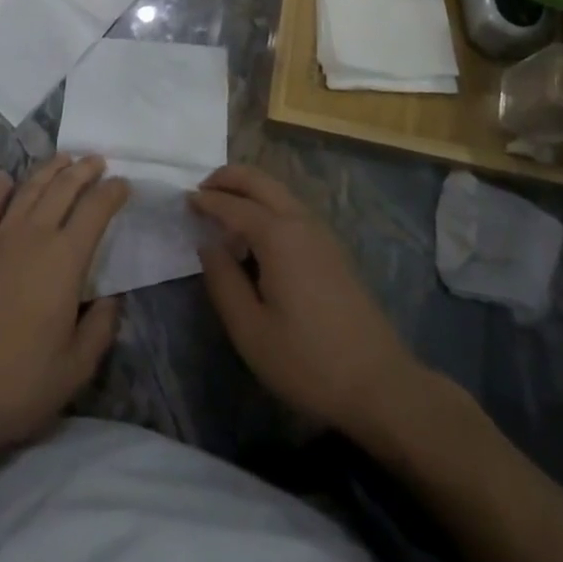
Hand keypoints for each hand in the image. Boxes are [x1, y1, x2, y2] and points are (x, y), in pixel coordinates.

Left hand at [0, 154, 129, 474]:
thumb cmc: (20, 383)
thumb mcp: (77, 367)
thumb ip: (100, 327)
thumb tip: (110, 299)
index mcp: (66, 259)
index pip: (96, 210)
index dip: (113, 192)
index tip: (124, 184)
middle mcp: (34, 236)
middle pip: (63, 188)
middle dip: (83, 170)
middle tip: (97, 160)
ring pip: (28, 190)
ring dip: (49, 170)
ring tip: (64, 158)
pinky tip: (5, 180)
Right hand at [190, 164, 424, 438]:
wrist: (379, 383)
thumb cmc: (307, 361)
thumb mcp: (250, 331)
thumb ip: (223, 281)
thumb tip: (208, 244)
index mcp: (277, 235)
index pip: (233, 205)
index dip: (206, 201)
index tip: (183, 200)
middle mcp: (300, 221)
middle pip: (260, 180)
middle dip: (228, 178)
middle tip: (201, 191)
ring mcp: (321, 233)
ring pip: (278, 191)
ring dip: (249, 189)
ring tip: (223, 209)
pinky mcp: (332, 249)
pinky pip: (291, 208)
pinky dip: (266, 204)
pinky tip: (256, 234)